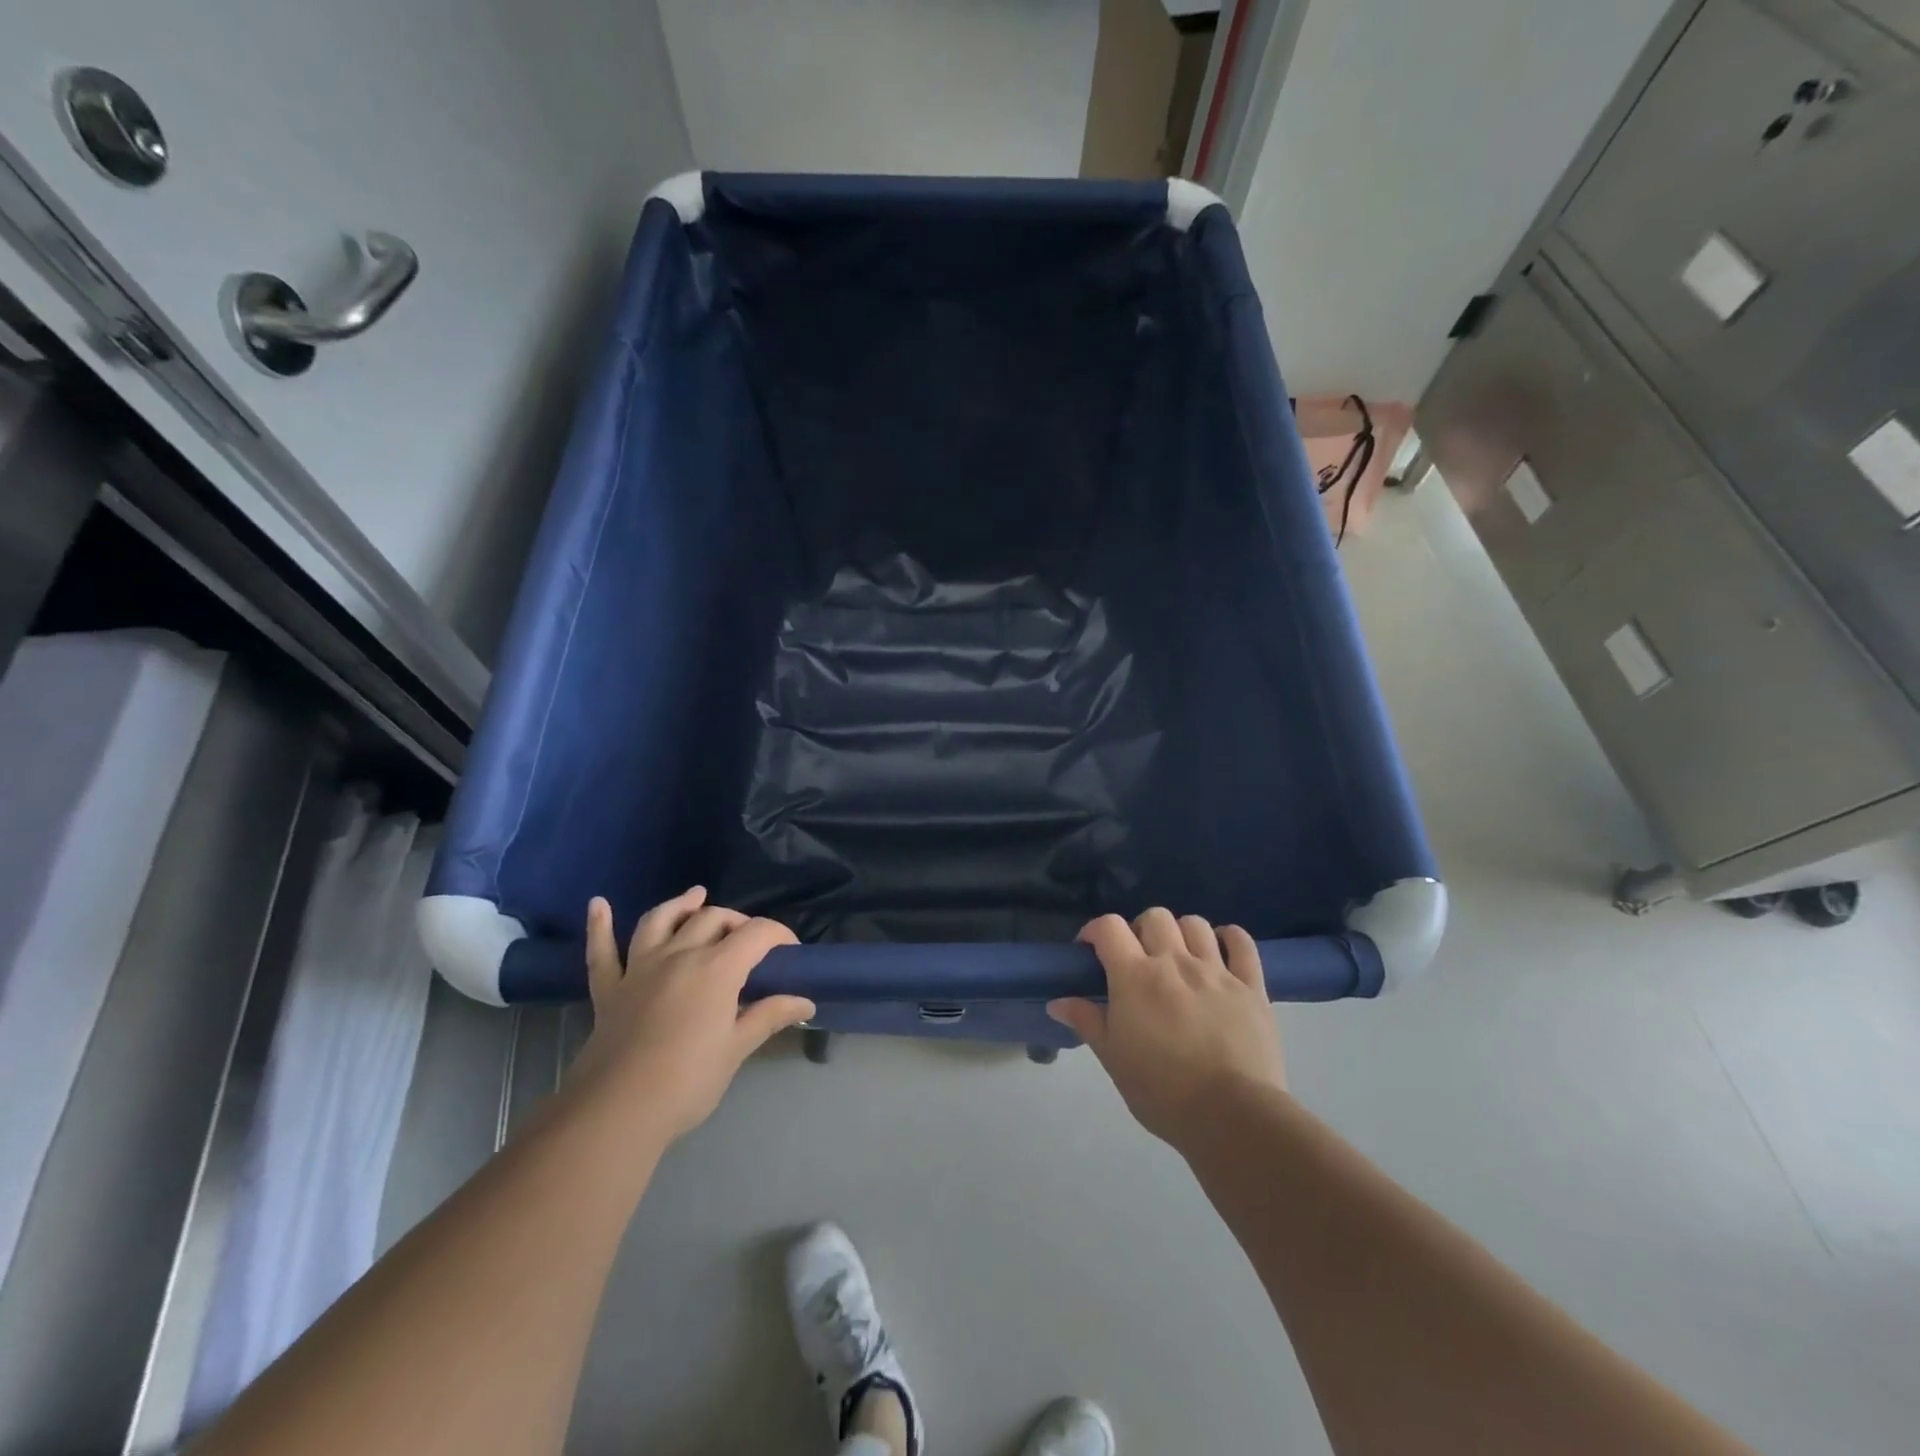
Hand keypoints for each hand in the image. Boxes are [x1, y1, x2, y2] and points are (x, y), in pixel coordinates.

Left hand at [568, 887, 812, 1141]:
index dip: (779, 935)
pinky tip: (598, 905)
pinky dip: (599, 926)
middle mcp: (679, 954)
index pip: (757, 933)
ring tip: (696, 897)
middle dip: (737, 922)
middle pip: (712, 919)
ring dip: (680, 905)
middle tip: (751, 943)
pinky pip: (602, 951)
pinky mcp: (609, 989)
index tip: (791, 952)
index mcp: (717, 968)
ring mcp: (639, 968)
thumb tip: (806, 1003)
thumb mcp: (737, 1049)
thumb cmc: (687, 1081)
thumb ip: (769, 1016)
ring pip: (660, 921)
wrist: (617, 1111)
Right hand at [1049, 909, 1285, 1146]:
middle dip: (1140, 930)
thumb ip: (1087, 1022)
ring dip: (1180, 932)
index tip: (1091, 950)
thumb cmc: (1162, 1092)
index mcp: (1135, 977)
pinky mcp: (1252, 986)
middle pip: (1154, 917)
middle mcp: (1174, 962)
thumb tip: (1057, 1001)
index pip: (1109, 927)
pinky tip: (1221, 949)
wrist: (1231, 1116)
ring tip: (1178, 957)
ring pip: (1195, 924)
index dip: (1096, 930)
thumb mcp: (1113, 1060)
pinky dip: (1229, 937)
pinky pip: (1242, 943)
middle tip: (1138, 959)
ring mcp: (1216, 971)